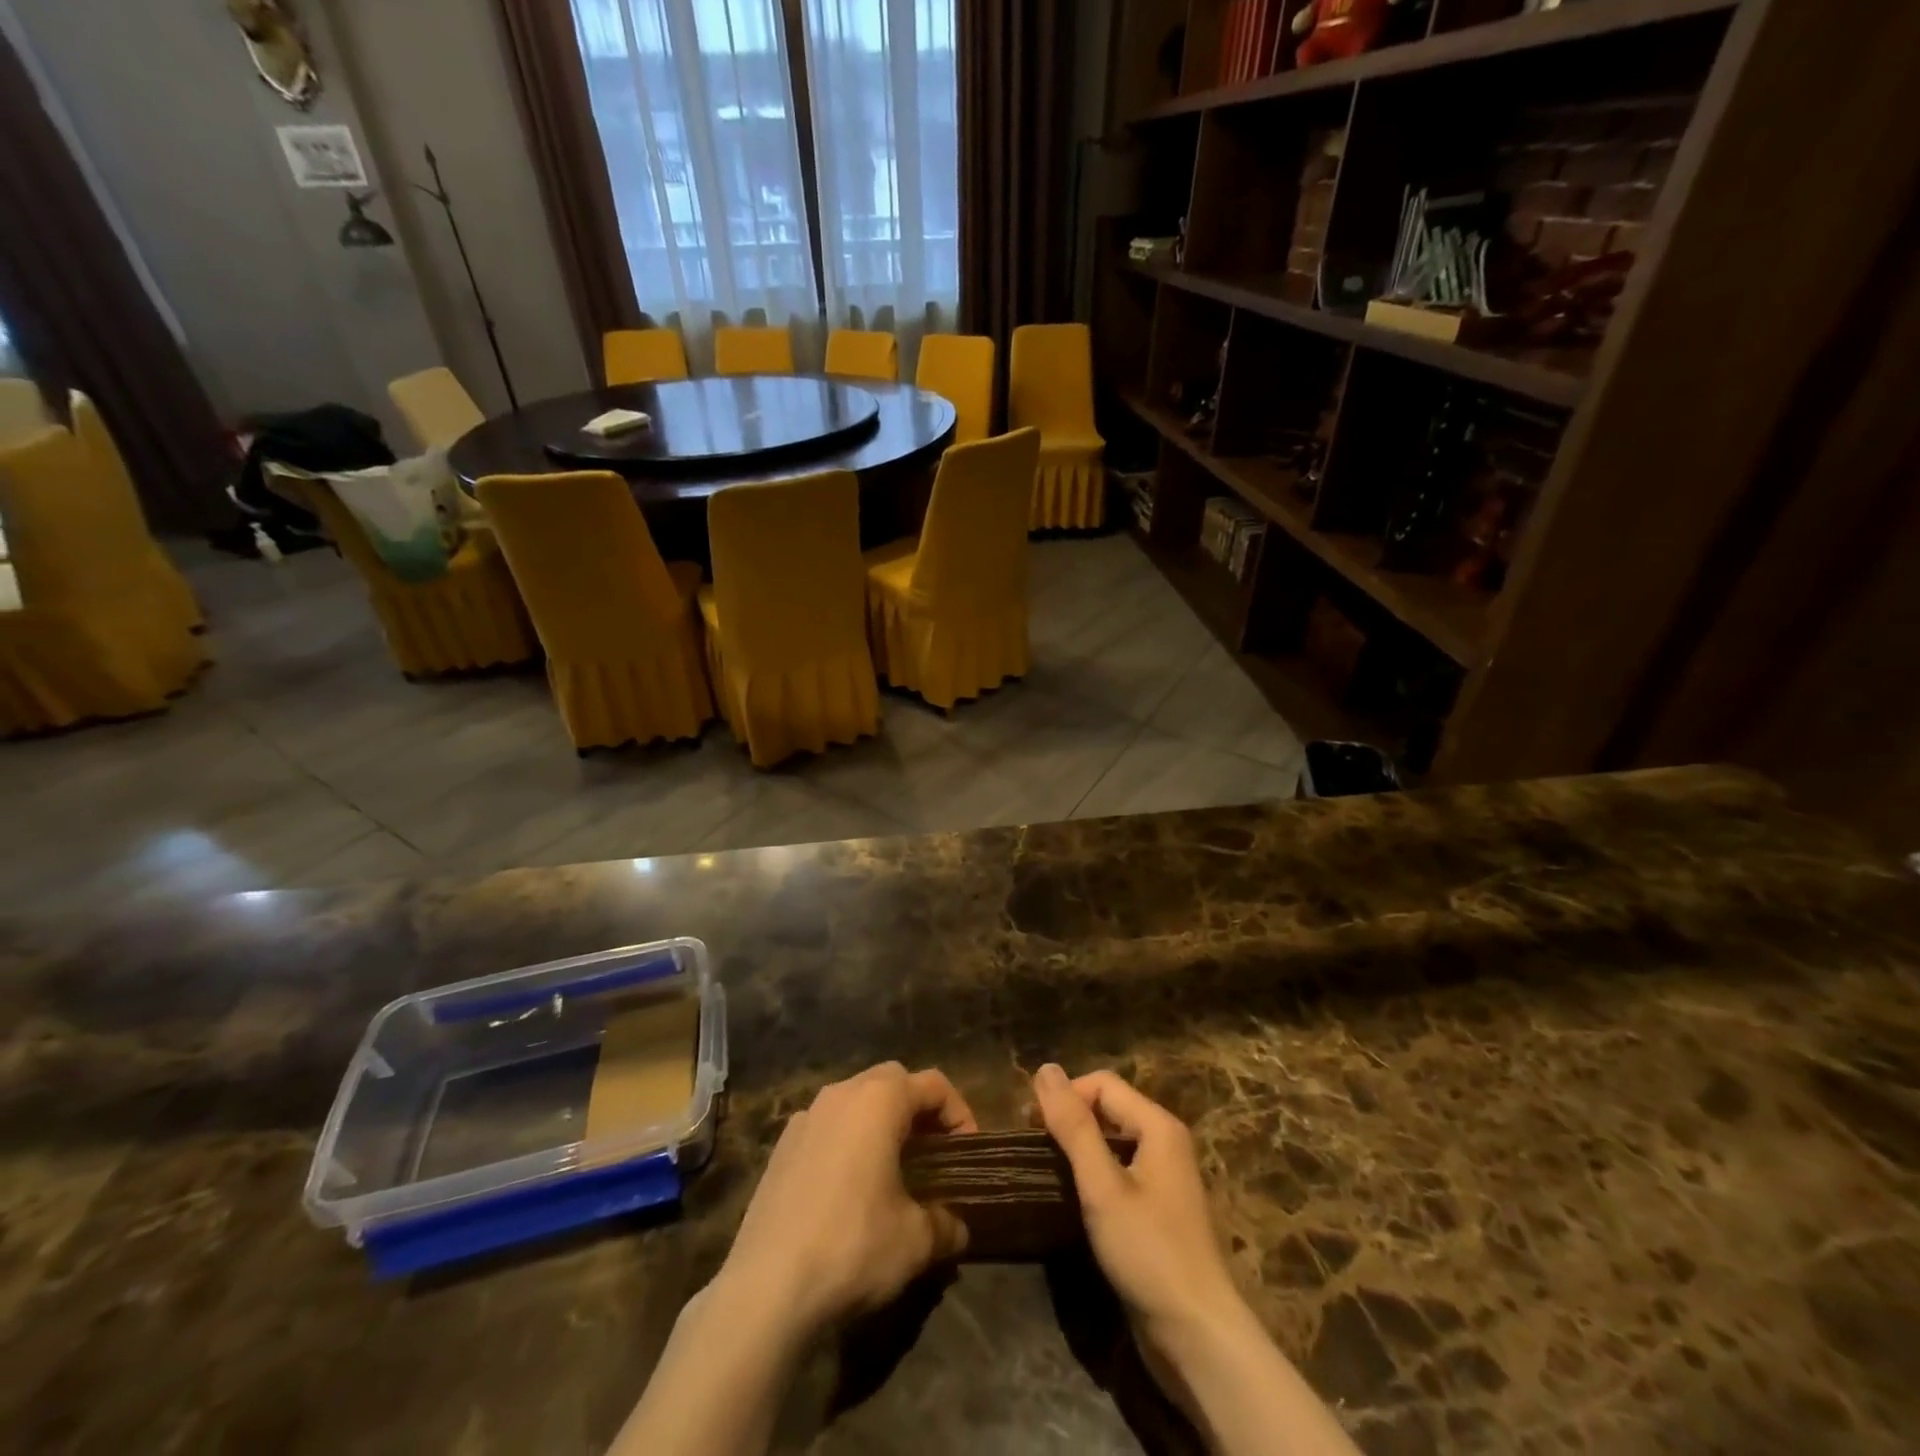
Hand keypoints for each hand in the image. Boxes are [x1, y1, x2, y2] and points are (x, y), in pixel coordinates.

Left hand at [713, 1062, 976, 1336]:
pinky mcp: (781, 1147)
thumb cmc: (853, 1246)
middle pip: (892, 1080)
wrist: (766, 1288)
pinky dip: (847, 1141)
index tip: (968, 1153)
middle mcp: (841, 1093)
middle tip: (934, 1153)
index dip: (959, 1113)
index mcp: (879, 1100)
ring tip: (893, 1170)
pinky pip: (827, 1126)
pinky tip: (849, 1189)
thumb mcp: (916, 1241)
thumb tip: (957, 1227)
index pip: (933, 1084)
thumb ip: (946, 1224)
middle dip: (918, 1109)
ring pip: (856, 1100)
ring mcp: (806, 1117)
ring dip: (881, 1122)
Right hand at [1031, 1065, 1245, 1359]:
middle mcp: (1165, 1142)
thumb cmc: (1148, 1251)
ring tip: (1045, 1168)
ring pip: (1112, 1141)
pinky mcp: (1157, 1210)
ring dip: (1078, 1147)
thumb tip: (1045, 1068)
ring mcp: (1164, 1177)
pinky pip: (1119, 1171)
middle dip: (1069, 1118)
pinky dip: (1093, 1173)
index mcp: (1158, 1125)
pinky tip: (1072, 1196)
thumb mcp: (1102, 1186)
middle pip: (1109, 1108)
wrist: (1196, 1336)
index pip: (1102, 1083)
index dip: (1065, 1095)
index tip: (1029, 1125)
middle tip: (1032, 1146)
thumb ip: (1074, 1126)